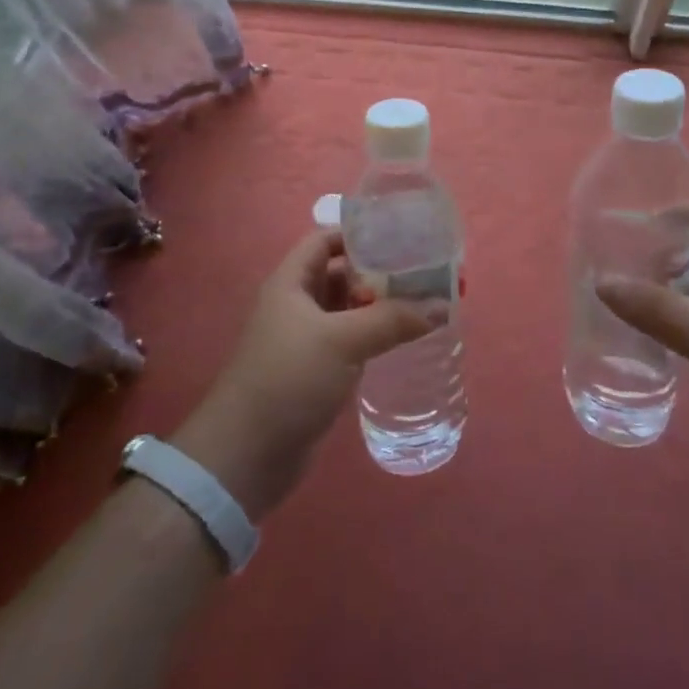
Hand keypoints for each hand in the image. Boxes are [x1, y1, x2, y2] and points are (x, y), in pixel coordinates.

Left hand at [172, 228, 436, 520]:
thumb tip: (443, 306)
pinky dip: (374, 336)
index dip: (358, 233)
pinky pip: (349, 341)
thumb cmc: (289, 379)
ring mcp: (305, 339)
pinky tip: (404, 339)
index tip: (400, 236)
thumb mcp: (343, 341)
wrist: (246, 455)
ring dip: (380, 306)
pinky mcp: (315, 371)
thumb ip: (392, 320)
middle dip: (379, 272)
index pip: (325, 240)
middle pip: (341, 274)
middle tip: (424, 271)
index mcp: (291, 282)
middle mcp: (296, 304)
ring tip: (424, 301)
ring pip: (348, 311)